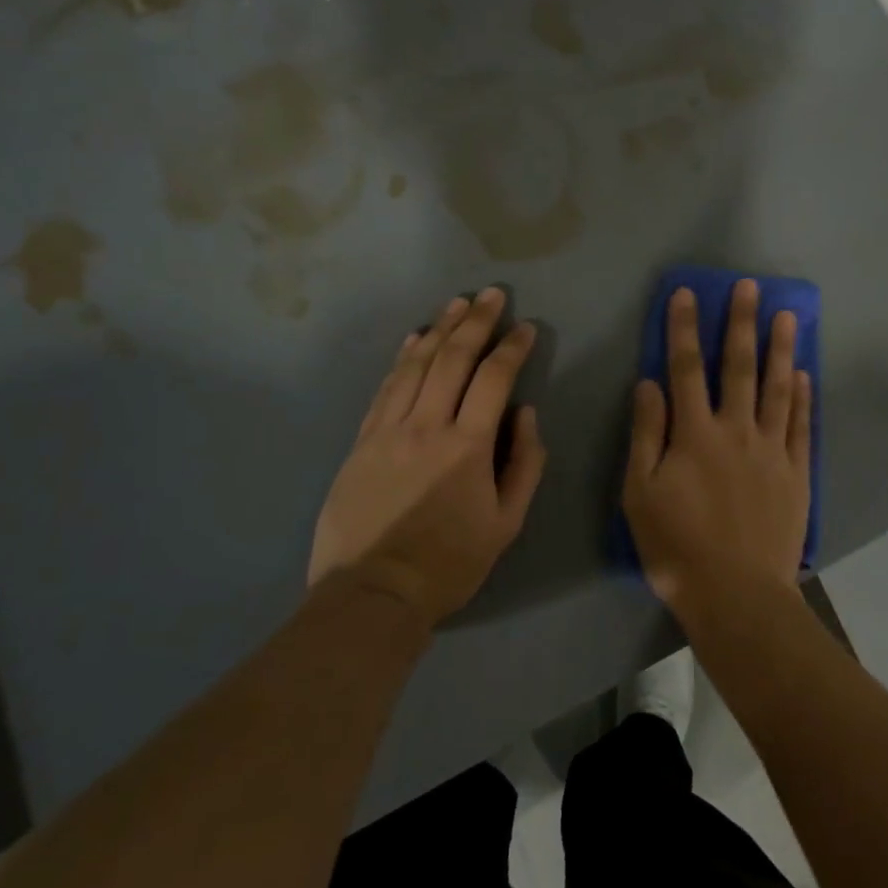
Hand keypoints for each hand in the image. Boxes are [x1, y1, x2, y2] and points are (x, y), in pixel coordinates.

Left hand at [309, 288, 545, 626]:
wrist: (374, 593)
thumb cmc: (450, 562)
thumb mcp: (507, 523)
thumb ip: (525, 463)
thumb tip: (526, 413)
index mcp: (467, 446)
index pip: (494, 379)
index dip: (512, 348)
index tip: (526, 328)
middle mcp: (426, 426)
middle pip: (453, 359)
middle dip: (476, 321)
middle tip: (491, 294)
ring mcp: (388, 430)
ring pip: (416, 365)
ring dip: (439, 329)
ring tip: (457, 304)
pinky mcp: (361, 441)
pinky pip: (385, 388)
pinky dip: (402, 358)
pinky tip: (414, 338)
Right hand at [623, 280, 812, 623]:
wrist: (737, 594)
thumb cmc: (677, 547)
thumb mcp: (640, 493)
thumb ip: (646, 434)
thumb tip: (649, 383)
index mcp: (694, 434)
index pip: (685, 368)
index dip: (684, 328)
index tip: (687, 294)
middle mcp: (736, 430)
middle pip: (738, 366)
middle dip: (741, 323)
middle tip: (749, 287)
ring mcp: (772, 450)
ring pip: (776, 388)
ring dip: (780, 349)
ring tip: (787, 316)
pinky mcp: (796, 473)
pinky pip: (801, 426)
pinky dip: (802, 397)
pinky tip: (803, 375)